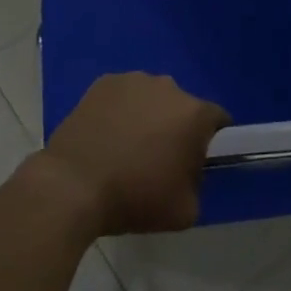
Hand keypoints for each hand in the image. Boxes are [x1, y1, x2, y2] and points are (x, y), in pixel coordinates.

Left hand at [42, 73, 228, 237]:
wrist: (72, 186)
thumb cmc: (135, 198)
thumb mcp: (186, 209)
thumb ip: (198, 184)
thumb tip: (189, 172)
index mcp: (194, 113)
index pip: (218, 120)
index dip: (210, 141)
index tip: (196, 162)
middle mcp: (167, 87)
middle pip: (182, 106)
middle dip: (176, 127)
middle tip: (159, 158)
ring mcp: (132, 81)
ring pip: (151, 98)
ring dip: (148, 116)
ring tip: (126, 146)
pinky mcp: (101, 83)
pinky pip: (123, 96)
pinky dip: (120, 110)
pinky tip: (105, 135)